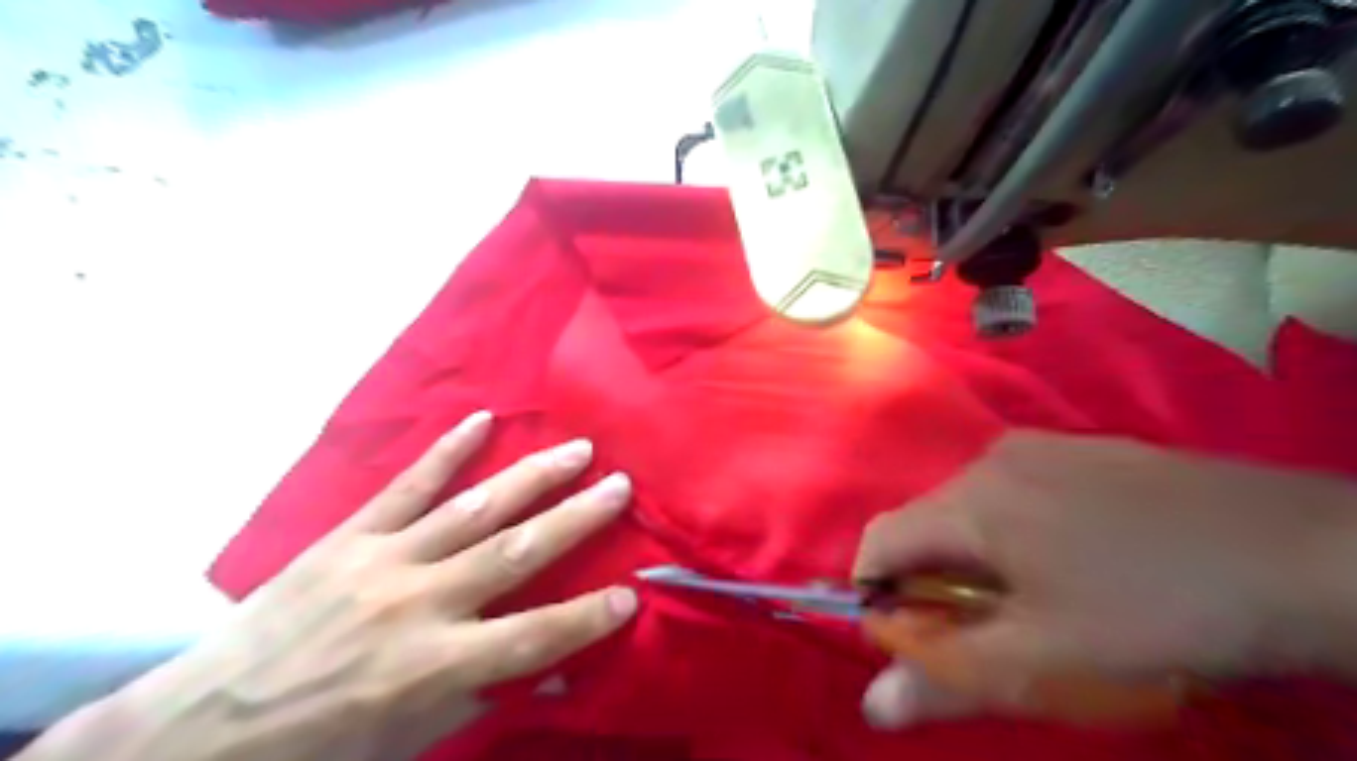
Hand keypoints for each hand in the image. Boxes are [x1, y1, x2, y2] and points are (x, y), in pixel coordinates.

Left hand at [39, 413, 640, 759]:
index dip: (587, 618)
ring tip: (577, 449)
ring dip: (532, 477)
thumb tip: (552, 674)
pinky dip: (447, 451)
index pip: (533, 638)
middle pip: (516, 551)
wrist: (201, 728)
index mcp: (432, 667)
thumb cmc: (317, 748)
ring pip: (474, 508)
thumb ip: (482, 698)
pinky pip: (406, 485)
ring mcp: (383, 561)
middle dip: (577, 518)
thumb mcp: (408, 743)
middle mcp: (417, 604)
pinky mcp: (350, 536)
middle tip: (621, 485)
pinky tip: (481, 420)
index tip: (631, 593)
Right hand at [858, 431, 1355, 728]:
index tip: (913, 639)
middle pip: (926, 523)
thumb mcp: (1047, 659)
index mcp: (970, 500)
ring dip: (974, 557)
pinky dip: (1013, 531)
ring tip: (1032, 601)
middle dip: (934, 582)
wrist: (1308, 552)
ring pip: (970, 506)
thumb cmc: (1159, 610)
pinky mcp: (1082, 449)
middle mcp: (991, 458)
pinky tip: (1074, 561)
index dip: (877, 593)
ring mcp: (1041, 446)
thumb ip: (948, 678)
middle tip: (983, 632)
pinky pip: (1014, 490)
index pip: (880, 541)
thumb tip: (873, 706)